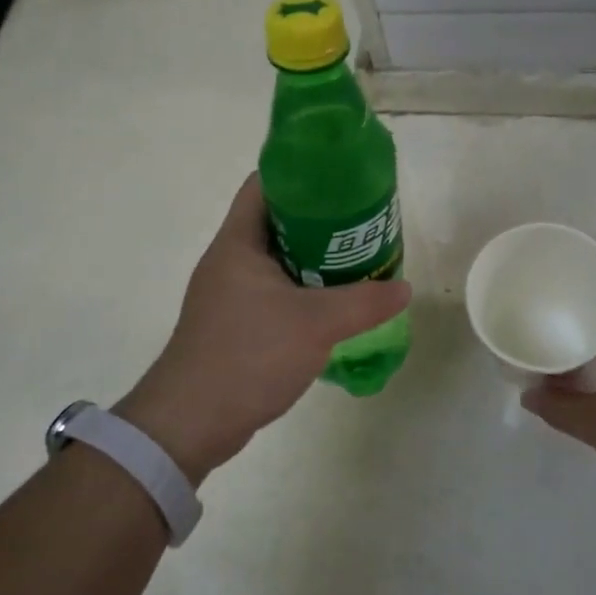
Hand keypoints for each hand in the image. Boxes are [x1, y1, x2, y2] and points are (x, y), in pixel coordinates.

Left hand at [115, 175, 409, 483]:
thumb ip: (364, 303)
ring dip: (316, 257)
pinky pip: (277, 291)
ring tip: (358, 259)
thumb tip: (403, 287)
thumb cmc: (248, 355)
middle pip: (278, 220)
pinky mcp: (236, 323)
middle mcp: (230, 260)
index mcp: (238, 242)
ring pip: (280, 259)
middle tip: (362, 223)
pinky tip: (336, 303)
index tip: (342, 177)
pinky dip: (306, 290)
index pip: (265, 184)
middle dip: (321, 218)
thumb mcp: (315, 324)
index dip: (302, 172)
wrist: (192, 422)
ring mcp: (231, 293)